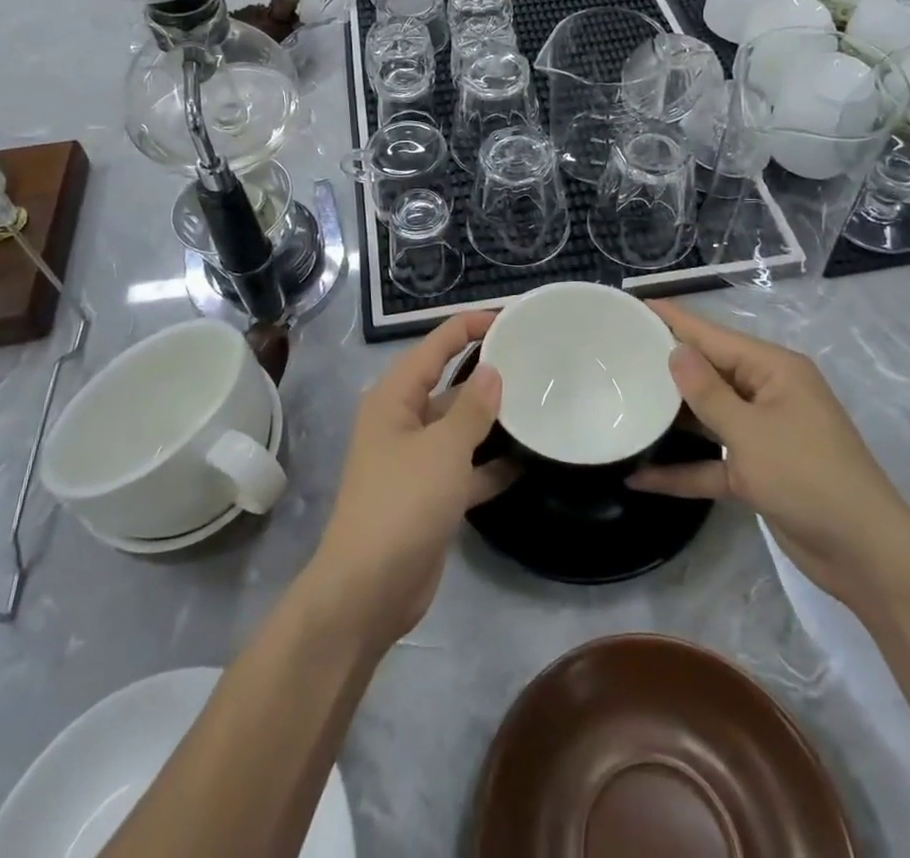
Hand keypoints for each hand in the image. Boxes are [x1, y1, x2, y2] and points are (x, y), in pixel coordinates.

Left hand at [307, 312, 510, 648]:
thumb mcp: (443, 449)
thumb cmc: (402, 503)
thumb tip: (492, 370)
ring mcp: (416, 459)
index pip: (435, 346)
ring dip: (493, 419)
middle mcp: (402, 420)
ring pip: (460, 426)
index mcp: (394, 397)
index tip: (510, 318)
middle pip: (448, 383)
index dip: (468, 326)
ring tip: (540, 402)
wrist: (369, 590)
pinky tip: (529, 458)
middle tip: (534, 359)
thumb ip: (472, 408)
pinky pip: (466, 466)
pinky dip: (492, 463)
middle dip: (486, 371)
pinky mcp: (430, 494)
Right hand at [629, 301, 909, 605]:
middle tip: (614, 355)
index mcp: (773, 370)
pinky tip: (640, 476)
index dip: (672, 320)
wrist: (866, 556)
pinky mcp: (757, 471)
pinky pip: (711, 462)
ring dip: (670, 418)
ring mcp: (762, 433)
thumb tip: (674, 351)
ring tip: (620, 403)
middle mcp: (767, 393)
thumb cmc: (809, 477)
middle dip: (665, 367)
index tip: (633, 305)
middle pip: (707, 372)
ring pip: (706, 416)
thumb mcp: (750, 431)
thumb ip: (707, 392)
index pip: (712, 335)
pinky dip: (682, 469)